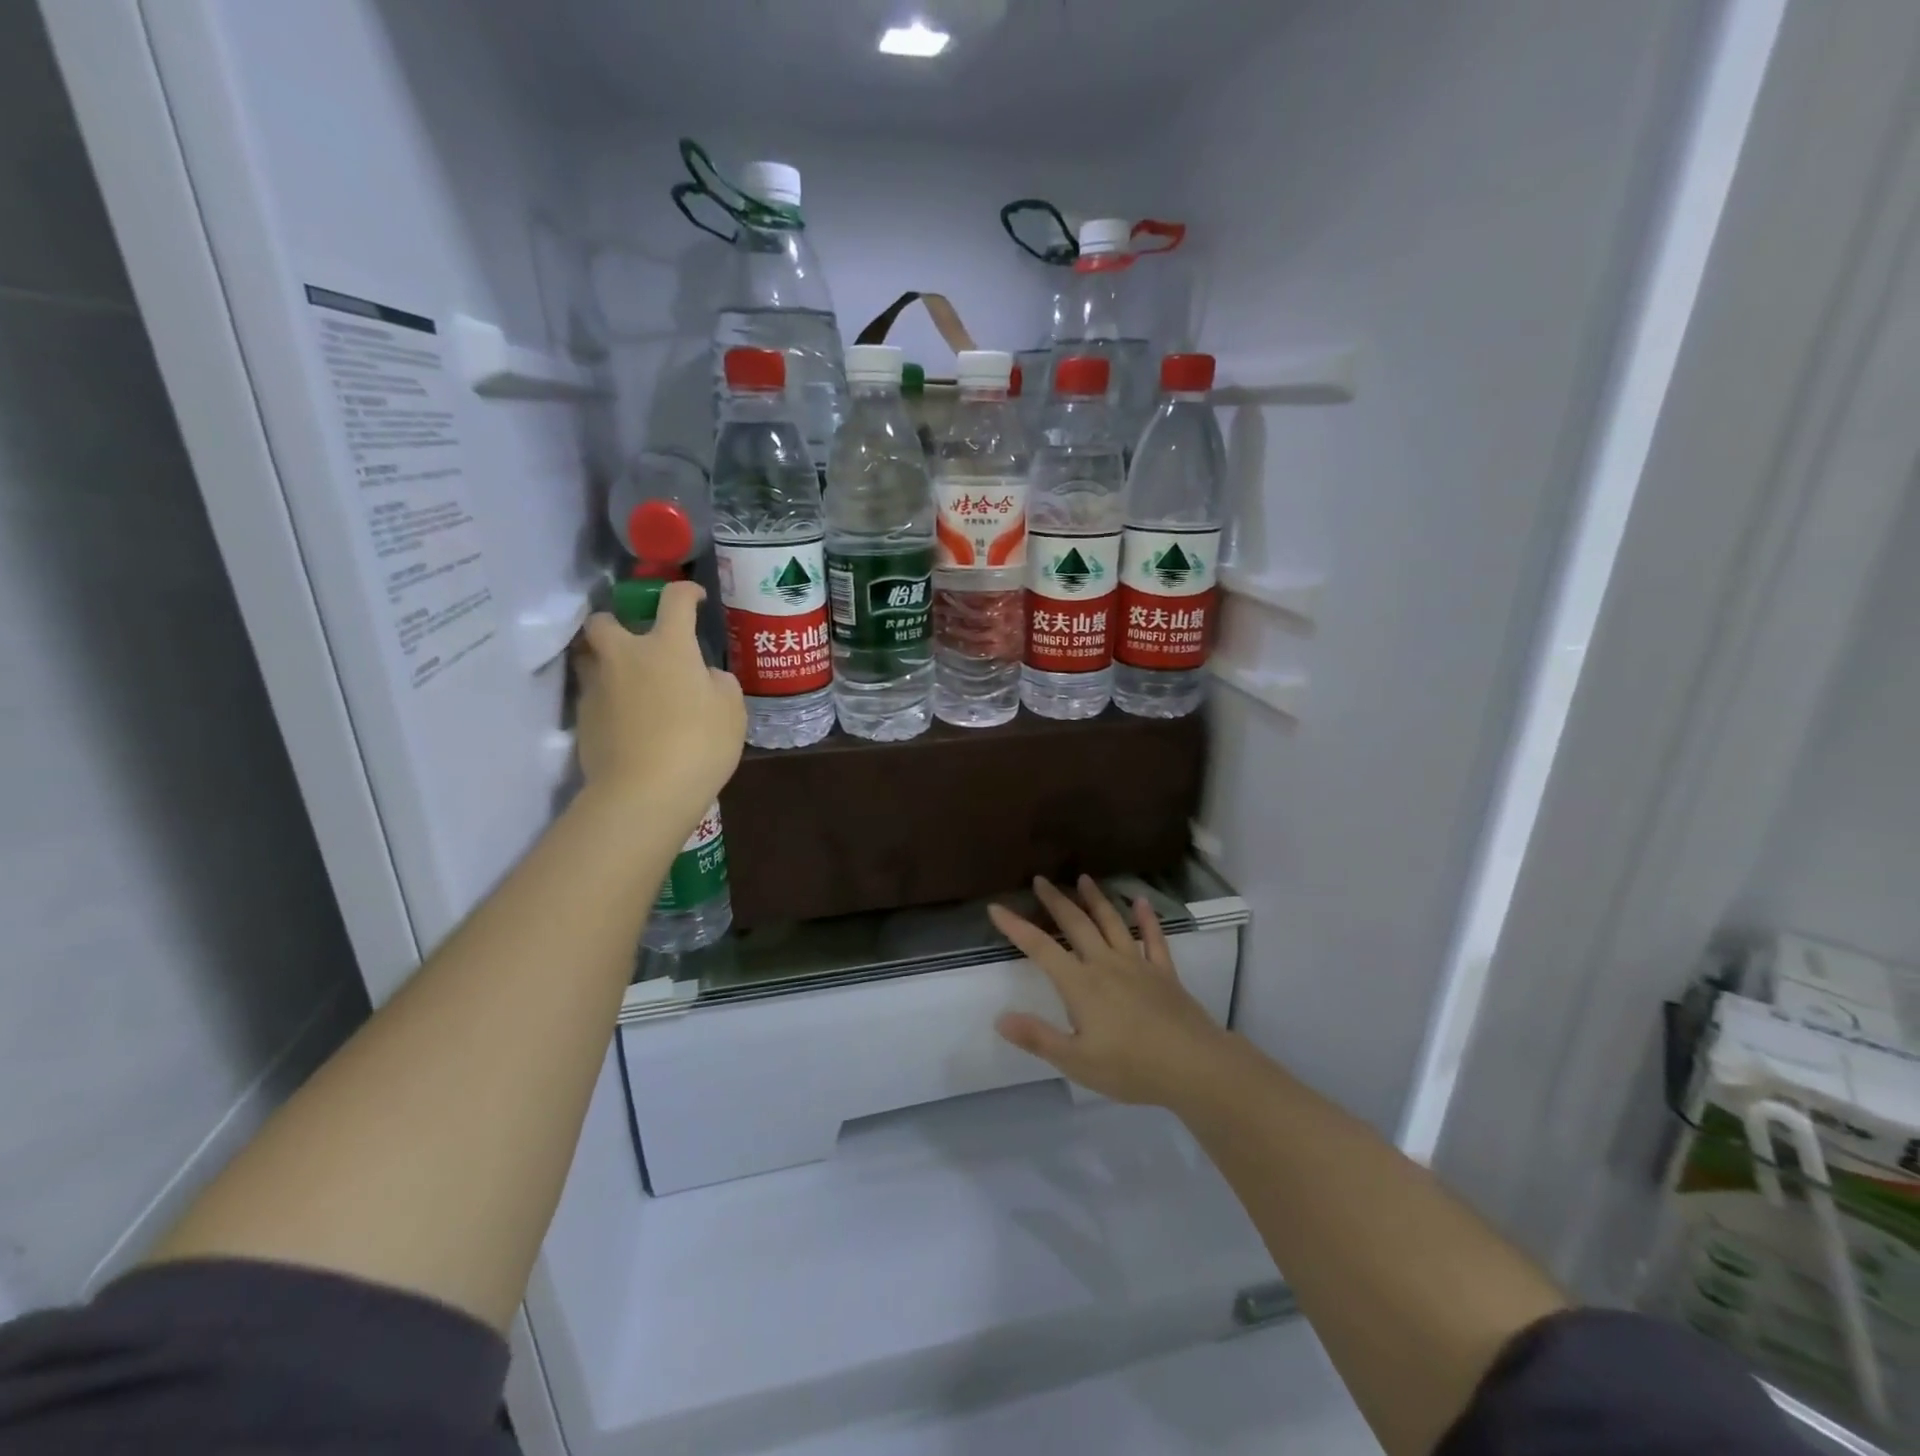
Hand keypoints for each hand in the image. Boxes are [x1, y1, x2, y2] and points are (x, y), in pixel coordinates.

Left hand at [572, 584, 744, 823]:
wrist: (644, 792)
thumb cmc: (700, 744)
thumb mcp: (731, 711)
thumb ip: (719, 683)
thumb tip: (703, 675)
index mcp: (668, 647)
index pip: (674, 600)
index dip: (686, 592)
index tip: (696, 598)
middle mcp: (625, 657)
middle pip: (604, 621)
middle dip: (617, 622)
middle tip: (638, 642)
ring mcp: (598, 687)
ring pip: (590, 658)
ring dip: (607, 661)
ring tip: (630, 683)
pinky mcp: (582, 719)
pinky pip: (593, 696)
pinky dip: (608, 700)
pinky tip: (627, 722)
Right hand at [990, 875, 1232, 1106]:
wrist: (1194, 1065)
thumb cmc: (1131, 1067)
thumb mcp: (1076, 1061)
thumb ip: (1037, 1038)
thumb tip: (1000, 1018)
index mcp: (1080, 984)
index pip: (1041, 948)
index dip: (1016, 927)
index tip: (996, 908)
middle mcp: (1105, 964)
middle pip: (1076, 924)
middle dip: (1056, 901)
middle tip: (1040, 879)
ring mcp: (1138, 964)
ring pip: (1111, 923)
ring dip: (1096, 899)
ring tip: (1083, 878)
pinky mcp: (1164, 972)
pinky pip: (1154, 939)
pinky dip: (1147, 918)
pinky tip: (1141, 901)